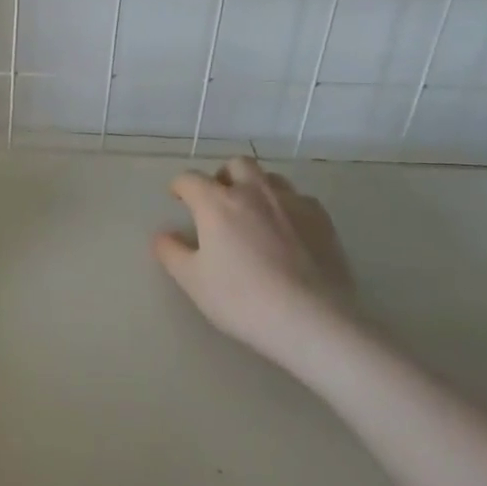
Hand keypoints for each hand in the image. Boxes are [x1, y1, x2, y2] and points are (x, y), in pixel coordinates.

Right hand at [152, 157, 358, 371]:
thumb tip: (163, 235)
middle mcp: (254, 192)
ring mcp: (292, 203)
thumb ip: (171, 252)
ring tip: (254, 214)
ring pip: (270, 178)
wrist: (313, 320)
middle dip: (223, 176)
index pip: (190, 179)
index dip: (180, 186)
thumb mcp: (193, 281)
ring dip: (256, 188)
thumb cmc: (243, 299)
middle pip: (236, 165)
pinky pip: (299, 200)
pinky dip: (286, 208)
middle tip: (218, 201)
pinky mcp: (322, 220)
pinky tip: (288, 232)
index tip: (178, 197)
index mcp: (217, 203)